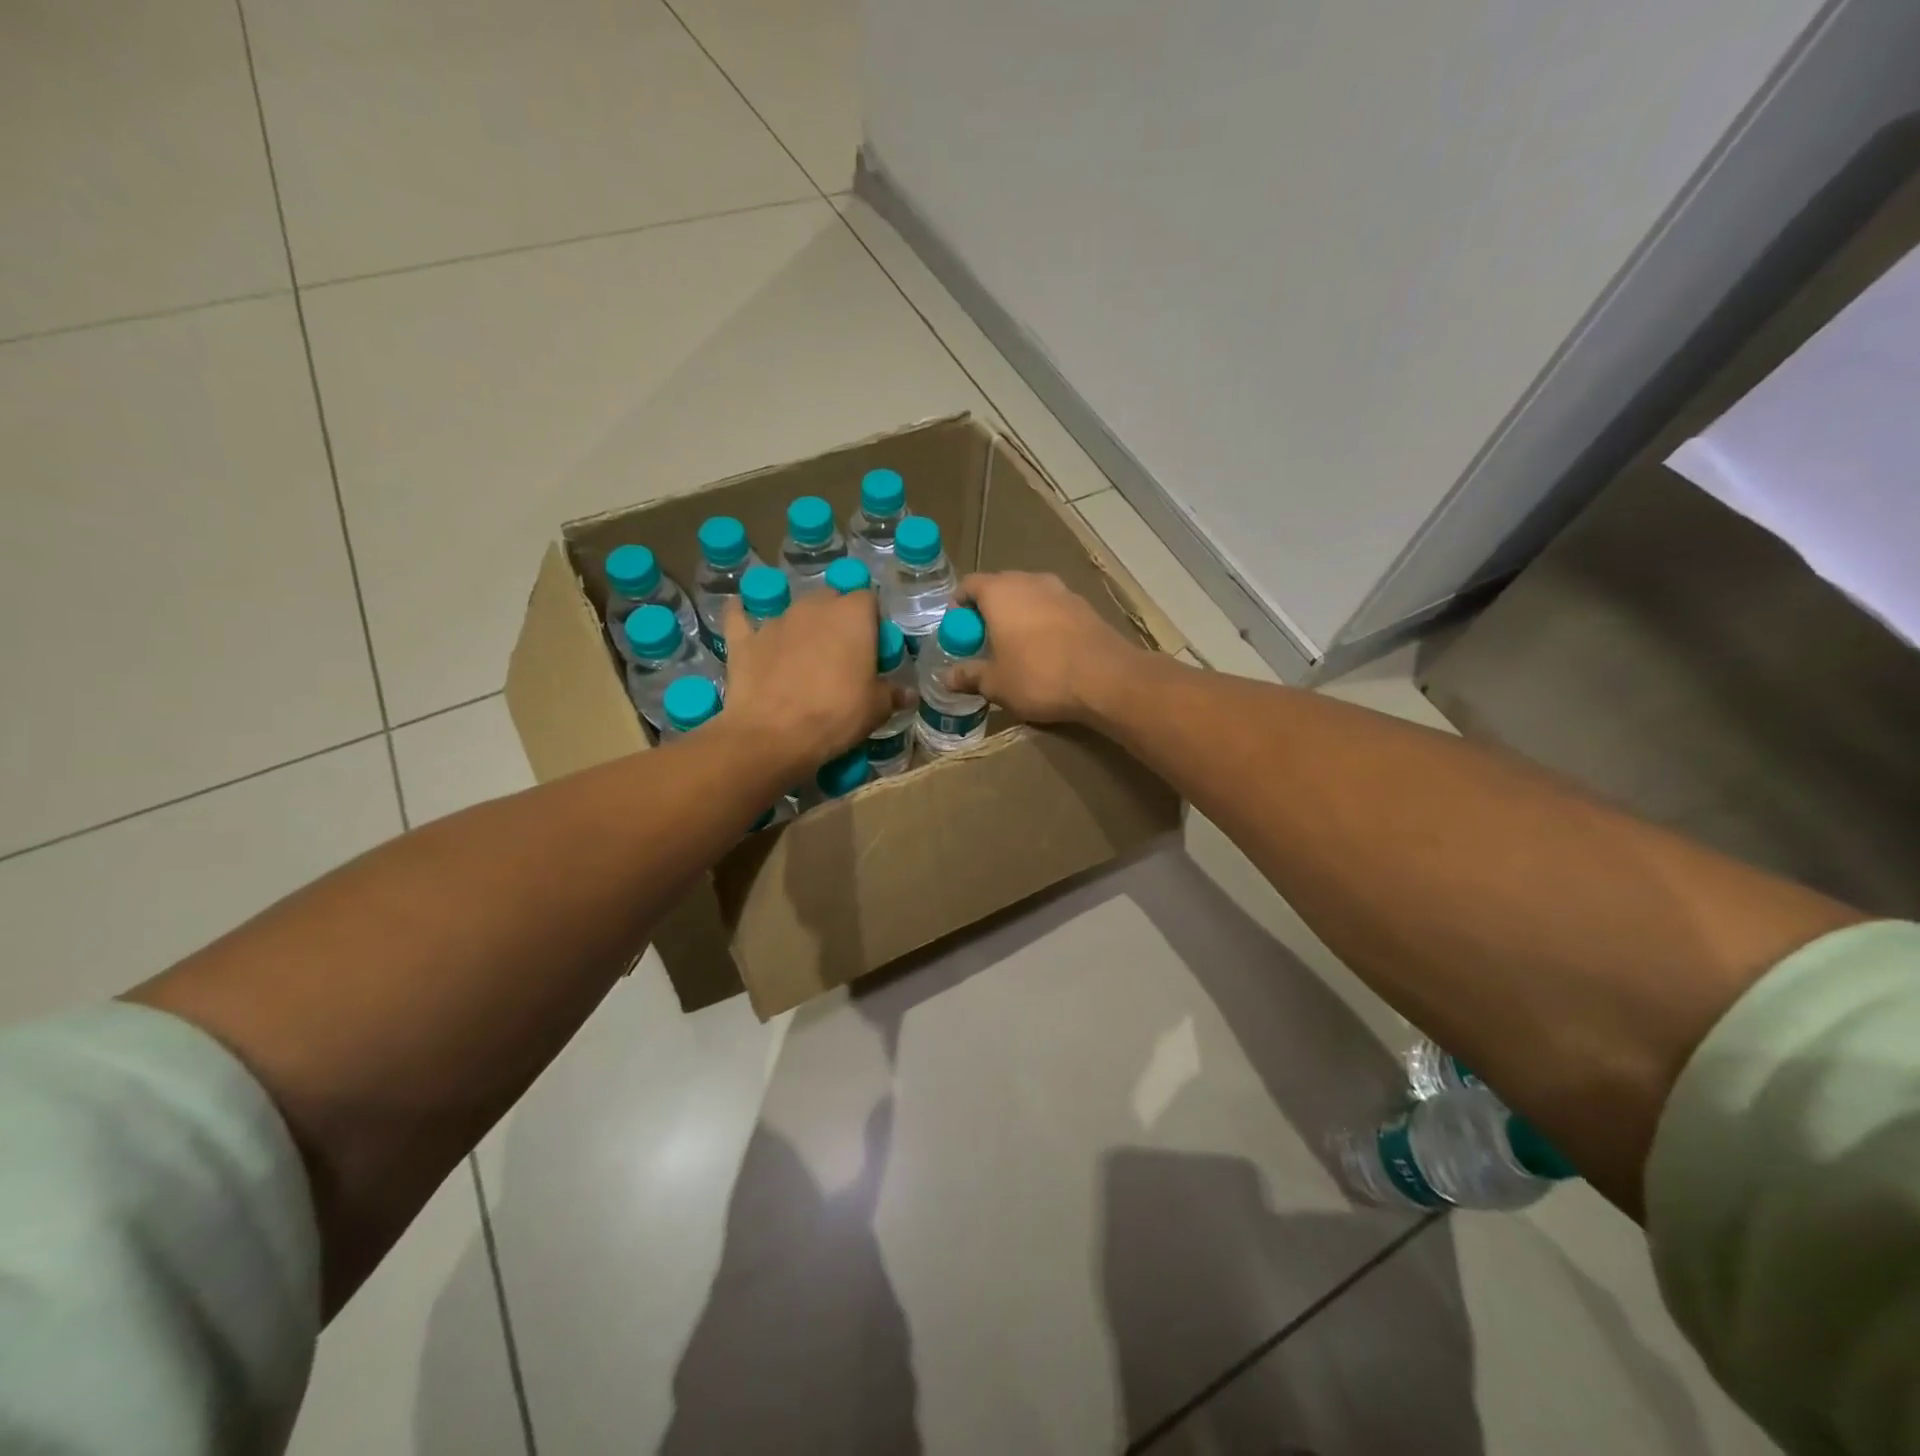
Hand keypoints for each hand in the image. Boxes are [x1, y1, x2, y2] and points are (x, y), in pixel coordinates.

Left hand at [719, 587, 890, 772]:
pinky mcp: (744, 639)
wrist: (773, 735)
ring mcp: (776, 621)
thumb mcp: (876, 709)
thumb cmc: (836, 715)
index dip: (872, 621)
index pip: (868, 599)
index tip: (873, 647)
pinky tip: (741, 616)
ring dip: (801, 627)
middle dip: (836, 619)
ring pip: (793, 612)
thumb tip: (907, 694)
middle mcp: (814, 607)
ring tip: (802, 657)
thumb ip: (892, 694)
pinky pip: (741, 618)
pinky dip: (744, 618)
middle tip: (841, 653)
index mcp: (852, 615)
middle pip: (830, 600)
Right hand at [950, 572, 1144, 722]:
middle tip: (983, 640)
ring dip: (1018, 615)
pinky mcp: (1085, 607)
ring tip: (1015, 645)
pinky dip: (1043, 622)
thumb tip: (945, 678)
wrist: (1106, 679)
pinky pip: (1053, 608)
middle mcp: (1030, 581)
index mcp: (1000, 592)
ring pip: (1030, 596)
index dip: (958, 605)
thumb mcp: (996, 683)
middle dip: (988, 610)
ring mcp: (1061, 591)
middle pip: (1000, 587)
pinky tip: (1046, 649)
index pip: (969, 585)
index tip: (957, 630)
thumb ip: (969, 676)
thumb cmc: (1039, 676)